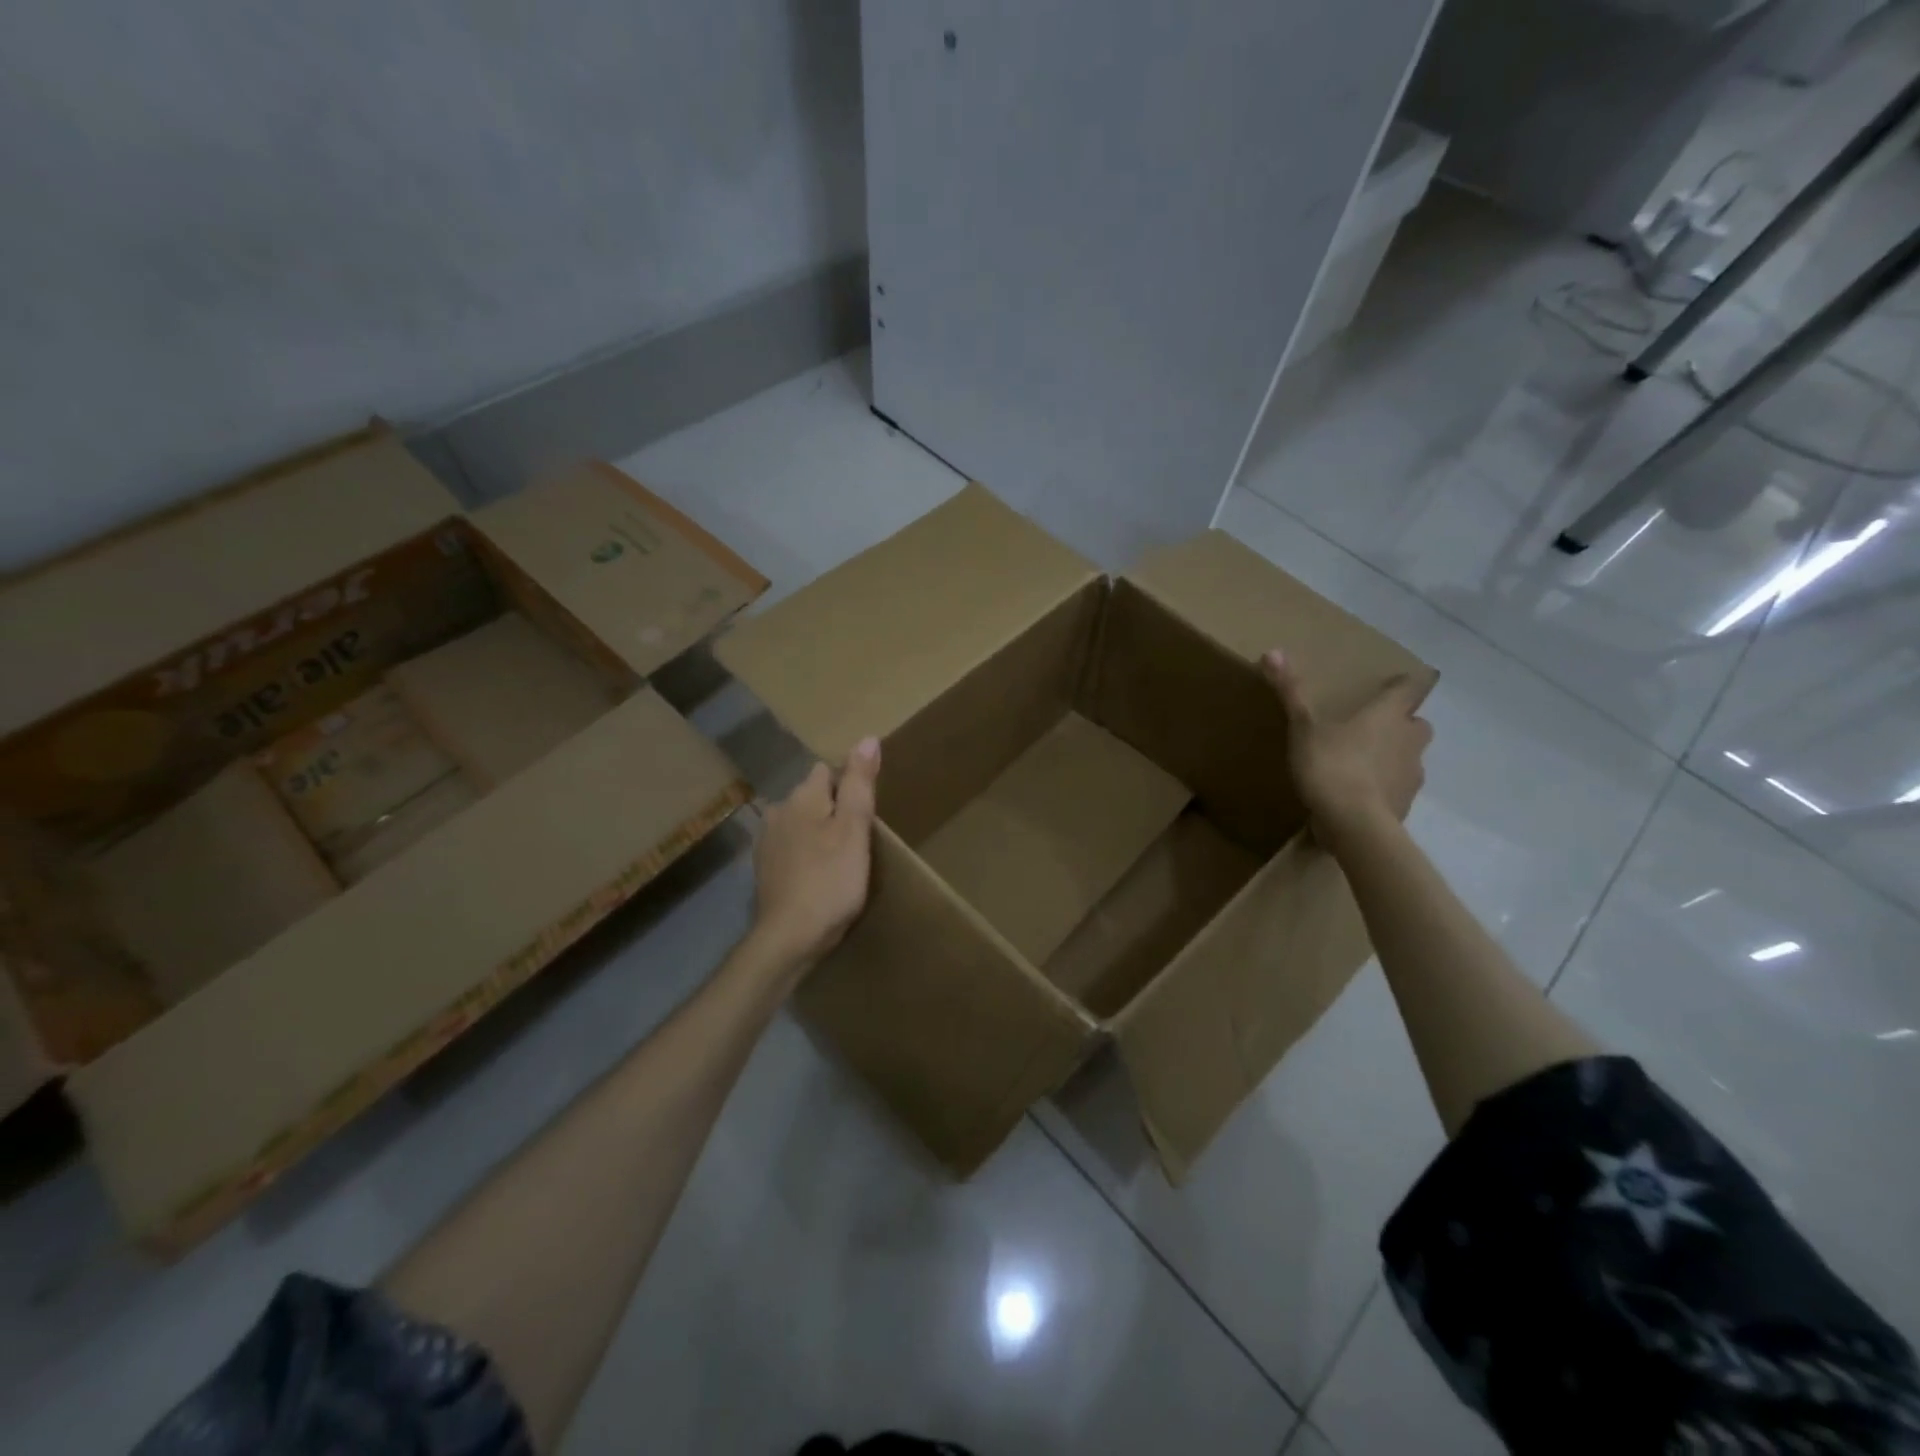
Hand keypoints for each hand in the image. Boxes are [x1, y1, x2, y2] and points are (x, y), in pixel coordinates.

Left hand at [747, 737, 880, 973]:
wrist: (788, 938)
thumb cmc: (830, 881)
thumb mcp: (854, 830)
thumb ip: (859, 784)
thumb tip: (867, 738)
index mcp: (802, 797)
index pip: (827, 771)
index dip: (849, 786)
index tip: (865, 812)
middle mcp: (778, 810)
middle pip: (812, 796)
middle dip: (832, 808)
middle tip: (857, 838)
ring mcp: (767, 841)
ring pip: (800, 822)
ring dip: (817, 831)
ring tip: (839, 857)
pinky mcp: (764, 868)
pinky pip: (791, 847)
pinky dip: (804, 854)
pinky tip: (817, 875)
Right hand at [1262, 649, 1431, 843]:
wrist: (1355, 823)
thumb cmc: (1331, 765)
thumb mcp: (1303, 727)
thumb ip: (1291, 692)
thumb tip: (1272, 651)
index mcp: (1388, 715)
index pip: (1408, 689)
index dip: (1402, 685)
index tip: (1393, 685)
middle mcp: (1408, 739)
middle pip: (1417, 724)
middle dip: (1402, 723)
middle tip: (1374, 727)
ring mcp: (1412, 774)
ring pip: (1410, 757)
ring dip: (1394, 756)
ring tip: (1363, 763)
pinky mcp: (1406, 804)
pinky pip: (1399, 788)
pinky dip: (1385, 787)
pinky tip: (1362, 795)